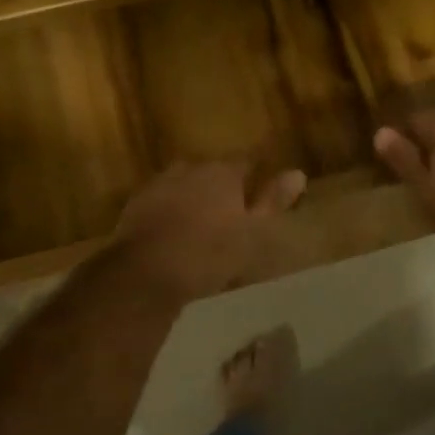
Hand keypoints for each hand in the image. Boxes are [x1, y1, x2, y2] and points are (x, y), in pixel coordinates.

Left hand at [112, 161, 306, 303]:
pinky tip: (173, 232)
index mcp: (222, 173)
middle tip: (231, 210)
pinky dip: (170, 211)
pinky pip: (161, 201)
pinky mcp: (135, 205)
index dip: (255, 173)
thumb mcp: (253, 233)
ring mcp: (159, 184)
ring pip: (184, 184)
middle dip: (221, 185)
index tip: (261, 186)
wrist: (146, 273)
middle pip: (212, 171)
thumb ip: (273, 201)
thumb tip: (298, 173)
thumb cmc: (209, 254)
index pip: (246, 161)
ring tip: (201, 222)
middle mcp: (190, 169)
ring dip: (193, 197)